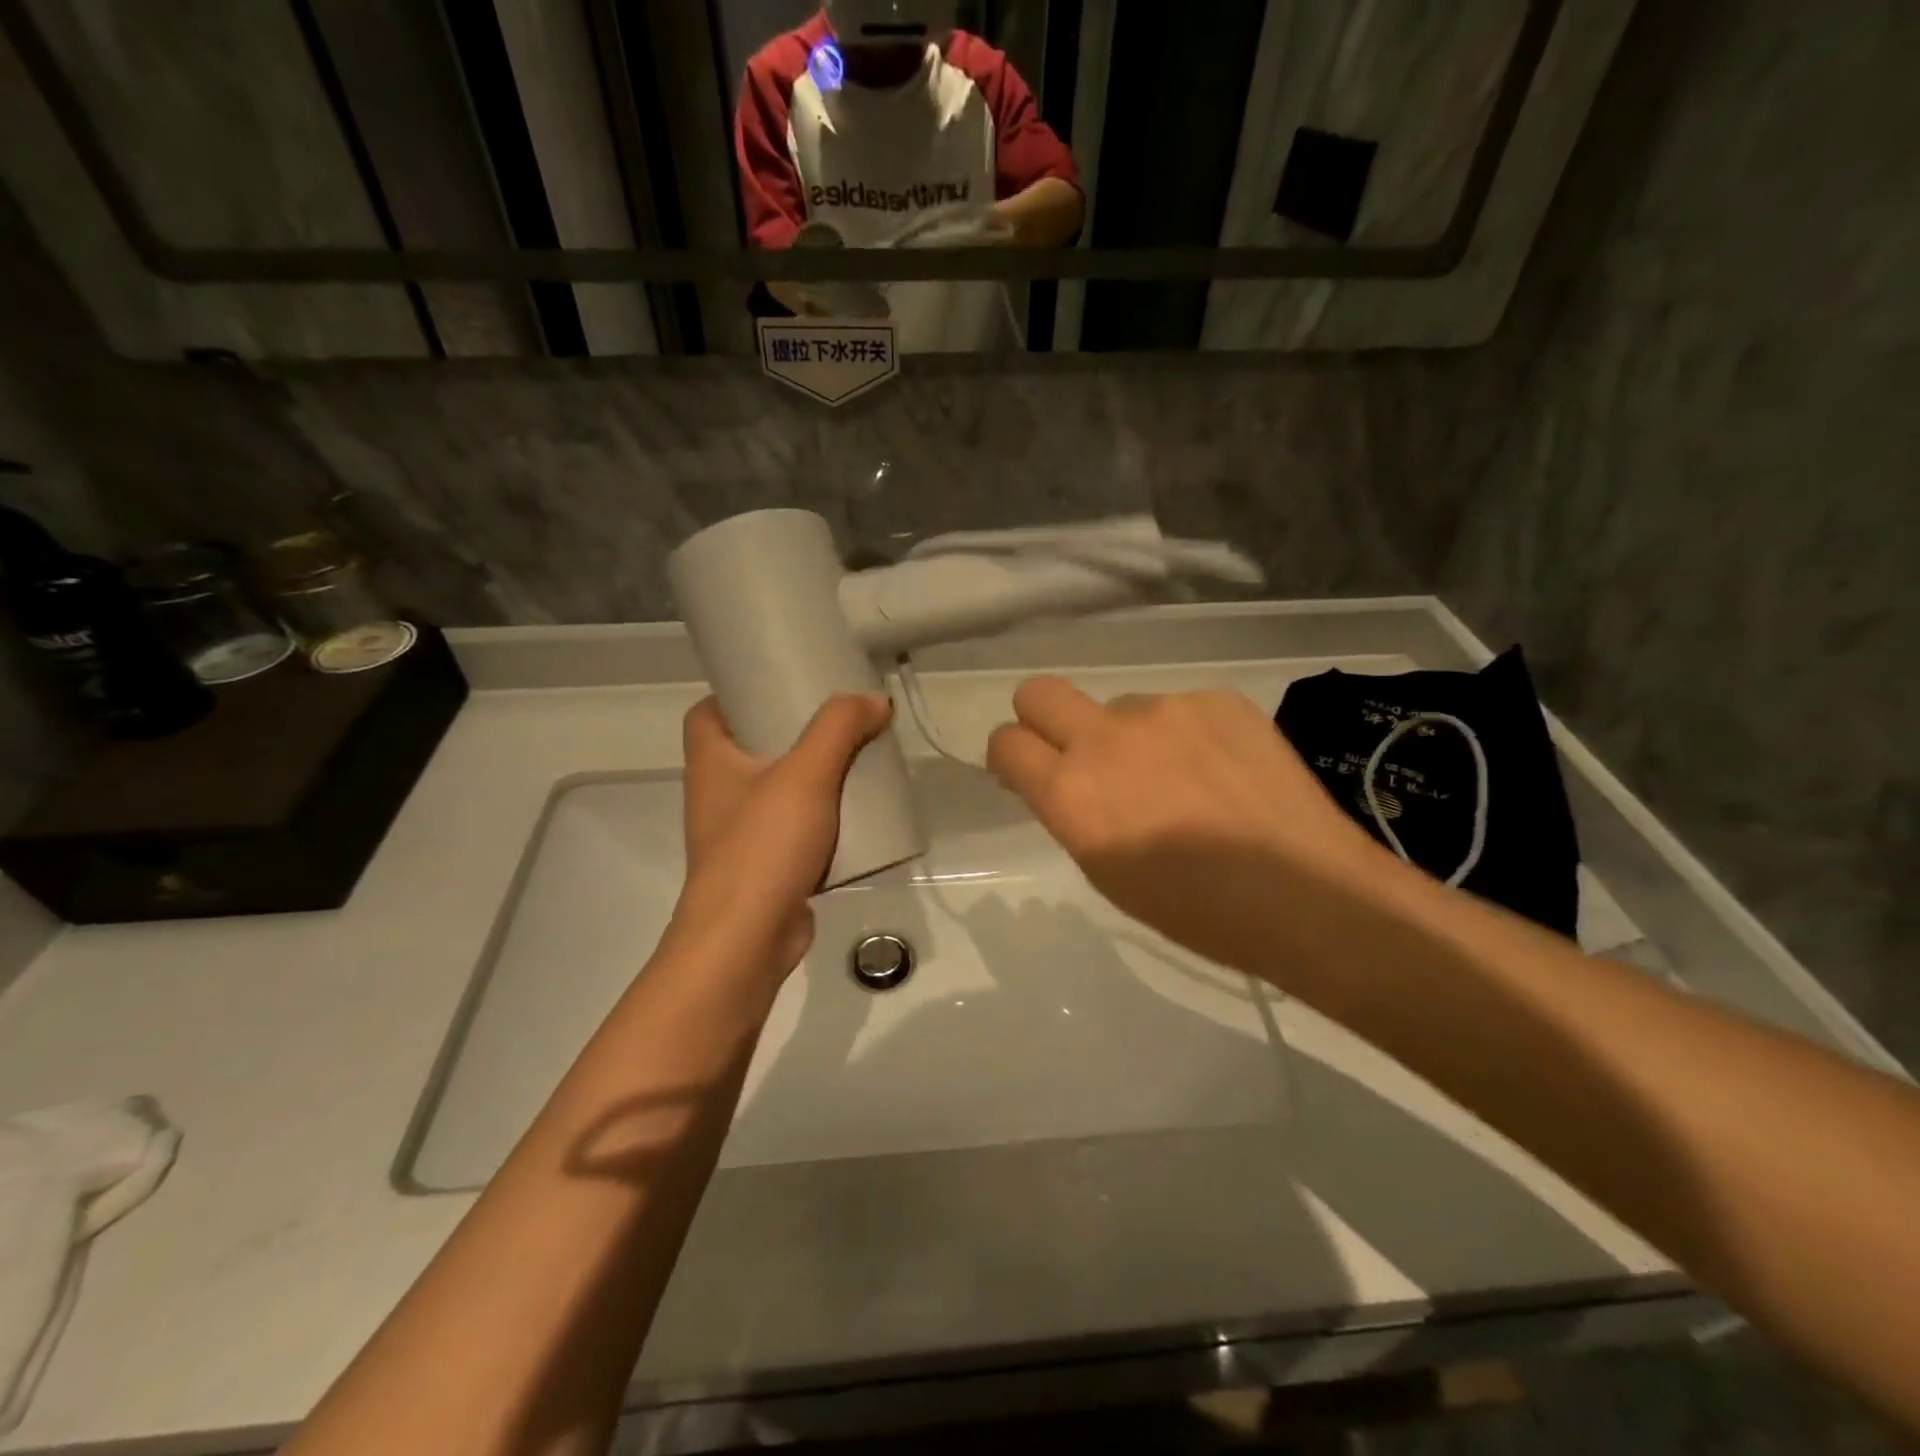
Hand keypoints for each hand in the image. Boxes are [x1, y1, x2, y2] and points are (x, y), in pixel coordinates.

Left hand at [672, 694, 892, 976]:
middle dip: (793, 734)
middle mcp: (717, 794)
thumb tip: (875, 700)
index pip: (708, 712)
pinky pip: (795, 829)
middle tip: (837, 720)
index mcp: (710, 762)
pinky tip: (857, 815)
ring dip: (813, 778)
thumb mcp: (806, 774)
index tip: (783, 684)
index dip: (739, 693)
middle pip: (751, 747)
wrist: (747, 940)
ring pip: (778, 790)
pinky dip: (822, 819)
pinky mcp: (765, 866)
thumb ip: (839, 728)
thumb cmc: (763, 846)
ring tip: (855, 760)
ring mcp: (740, 834)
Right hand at [986, 678, 1391, 978]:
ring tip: (1181, 781)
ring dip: (1131, 737)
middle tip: (1078, 756)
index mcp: (1071, 791)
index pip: (1005, 742)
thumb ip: (1071, 812)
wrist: (1305, 894)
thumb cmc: (1194, 909)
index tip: (1028, 773)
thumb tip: (1062, 780)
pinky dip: (1185, 734)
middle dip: (1043, 720)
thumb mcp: (1106, 871)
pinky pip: (1179, 708)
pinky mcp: (1217, 699)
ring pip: (1120, 706)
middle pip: (1038, 693)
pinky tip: (1222, 772)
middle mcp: (1107, 737)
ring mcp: (1165, 709)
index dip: (1010, 757)